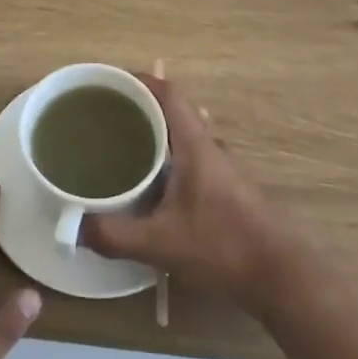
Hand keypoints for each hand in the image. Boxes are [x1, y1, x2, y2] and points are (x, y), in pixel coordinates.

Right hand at [81, 73, 295, 308]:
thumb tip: (74, 227)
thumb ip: (114, 235)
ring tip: (120, 148)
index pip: (168, 93)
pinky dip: (167, 160)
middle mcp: (211, 148)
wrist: (283, 278)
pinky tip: (150, 187)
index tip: (109, 82)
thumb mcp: (161, 243)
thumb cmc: (224, 247)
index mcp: (196, 144)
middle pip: (173, 112)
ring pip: (183, 138)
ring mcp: (223, 169)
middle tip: (105, 118)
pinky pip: (191, 160)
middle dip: (139, 108)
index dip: (140, 80)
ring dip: (155, 135)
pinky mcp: (228, 191)